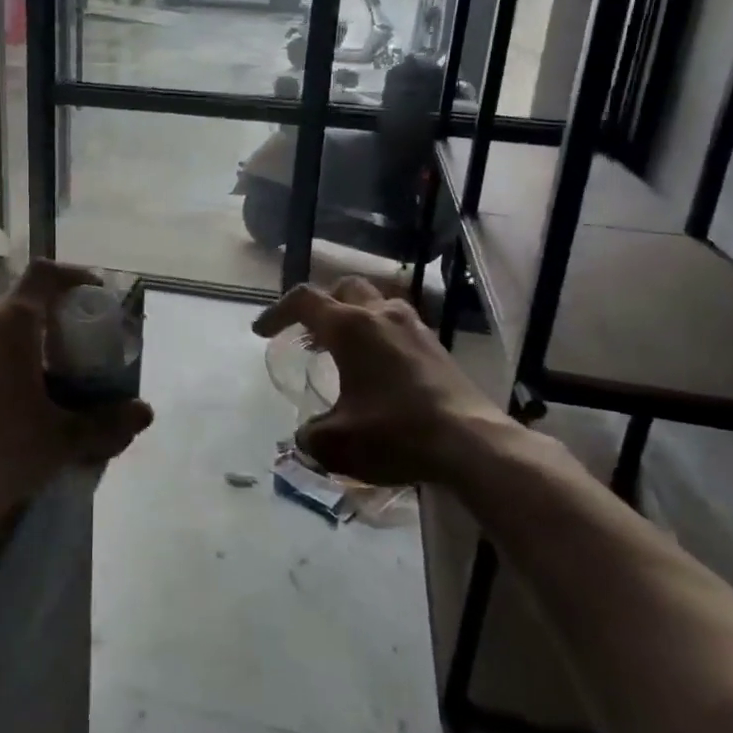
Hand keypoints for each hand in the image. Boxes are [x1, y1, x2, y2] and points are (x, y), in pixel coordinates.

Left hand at [0, 261, 153, 521]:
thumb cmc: (0, 450)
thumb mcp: (63, 439)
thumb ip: (107, 423)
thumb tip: (145, 413)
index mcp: (10, 323)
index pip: (44, 275)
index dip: (73, 276)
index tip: (93, 294)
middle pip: (16, 304)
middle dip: (46, 318)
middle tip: (67, 348)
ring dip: (11, 345)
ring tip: (29, 379)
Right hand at [252, 276, 520, 487]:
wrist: (470, 442)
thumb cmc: (395, 433)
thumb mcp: (336, 443)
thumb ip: (309, 436)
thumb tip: (305, 436)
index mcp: (350, 328)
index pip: (304, 301)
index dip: (277, 312)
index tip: (262, 333)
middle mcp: (380, 315)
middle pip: (344, 289)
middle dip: (321, 305)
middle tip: (309, 333)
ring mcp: (413, 327)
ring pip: (376, 302)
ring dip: (354, 316)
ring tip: (344, 348)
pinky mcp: (435, 345)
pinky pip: (398, 323)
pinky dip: (379, 333)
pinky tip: (379, 367)